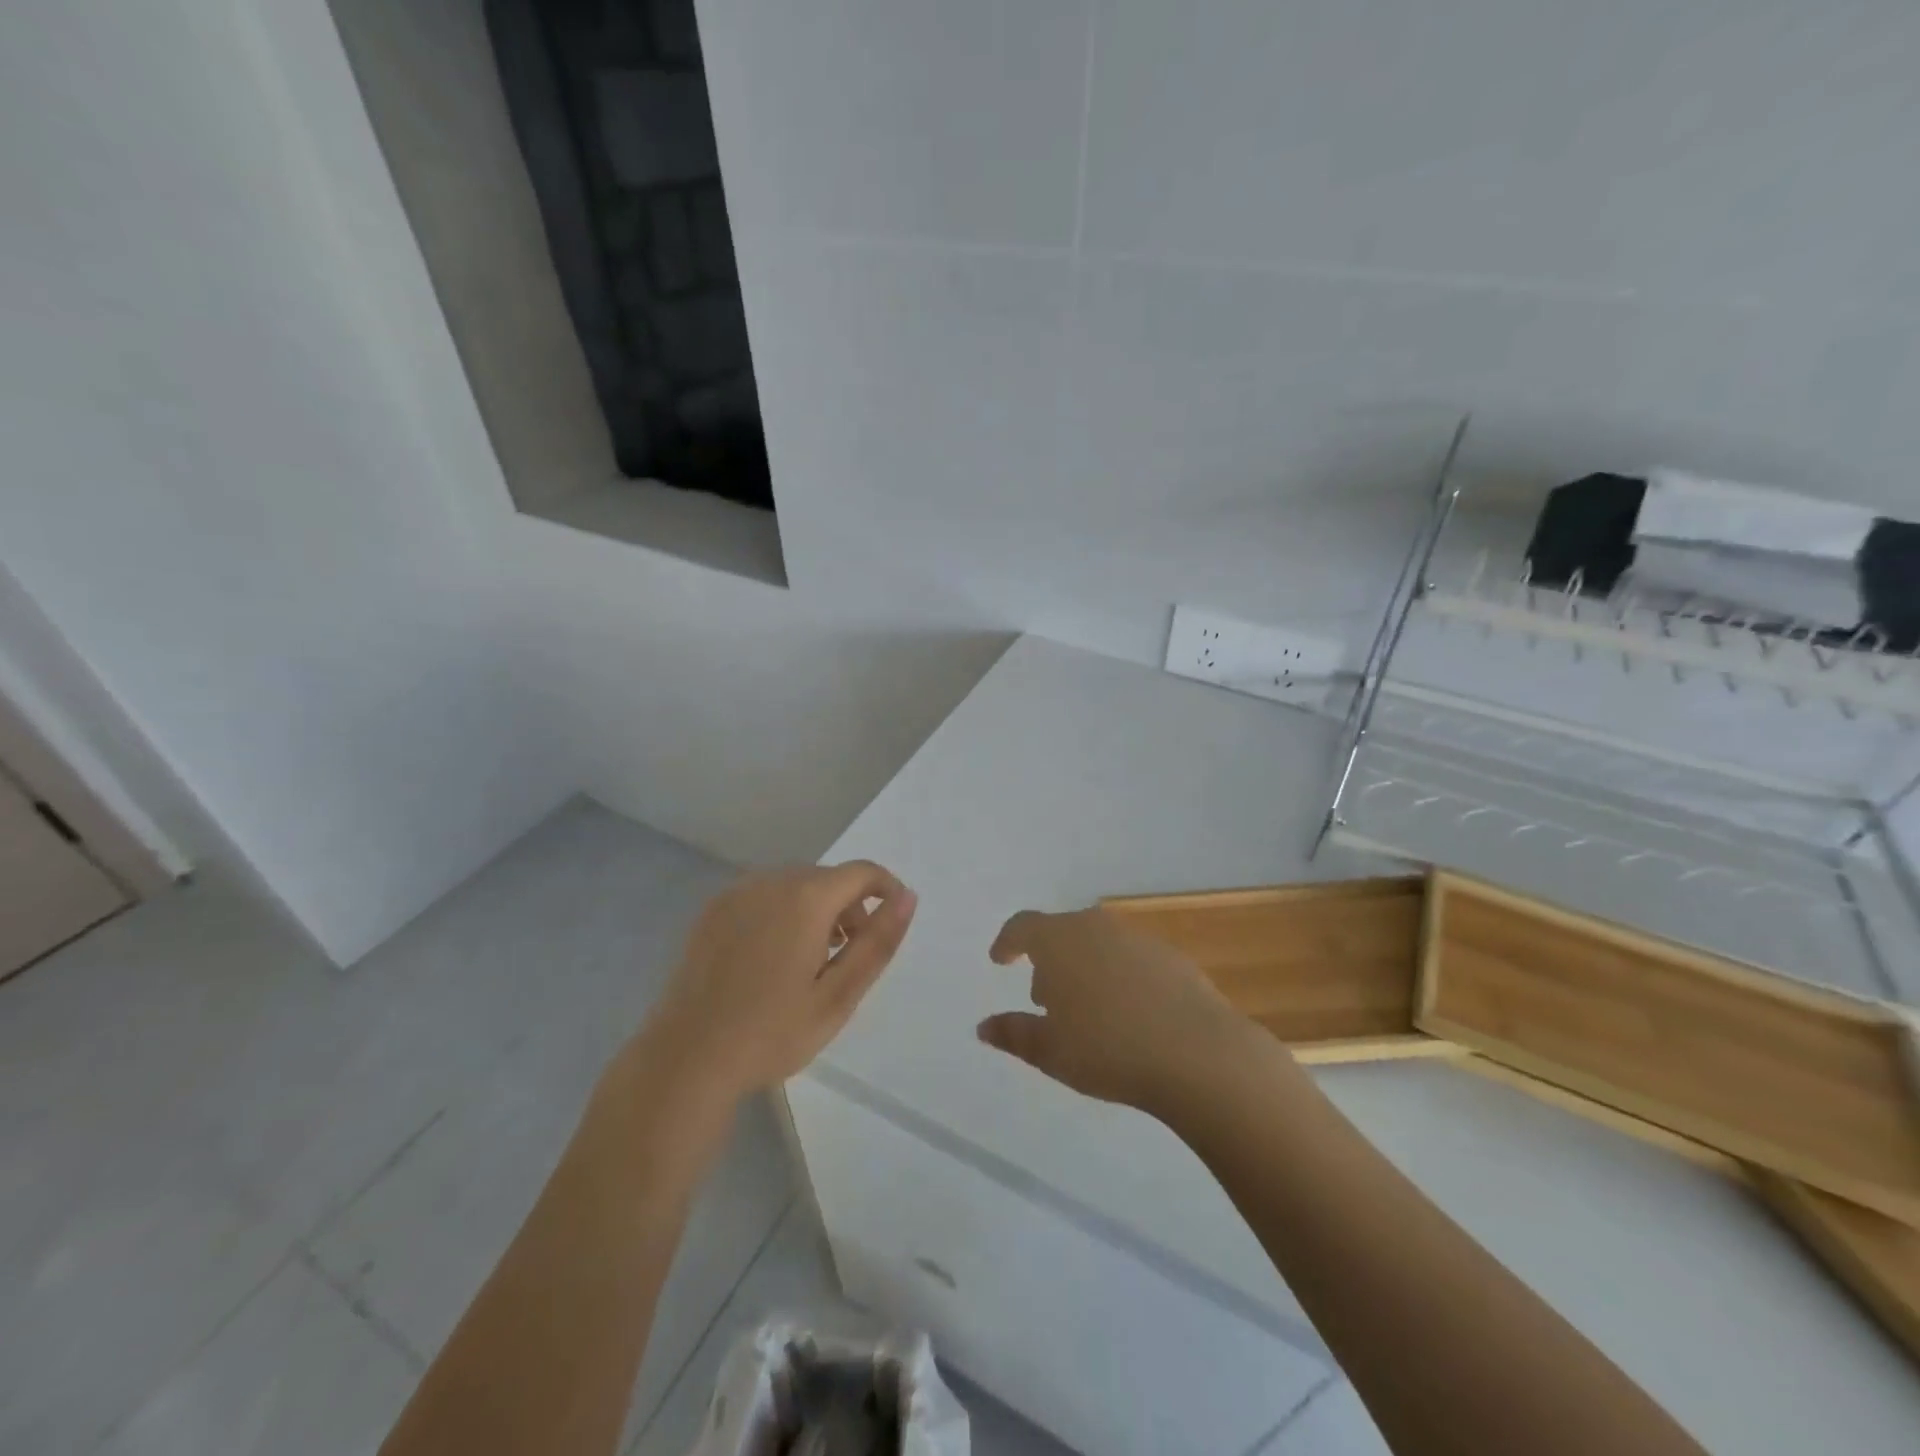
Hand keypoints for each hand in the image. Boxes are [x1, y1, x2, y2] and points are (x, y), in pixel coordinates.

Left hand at [641, 862, 916, 1102]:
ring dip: (816, 911)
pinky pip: (763, 896)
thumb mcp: (838, 995)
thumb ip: (877, 942)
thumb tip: (908, 897)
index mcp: (805, 898)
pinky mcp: (713, 911)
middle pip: (828, 878)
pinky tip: (772, 961)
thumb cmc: (771, 1033)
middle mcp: (770, 881)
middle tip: (847, 960)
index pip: (862, 872)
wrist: (686, 1059)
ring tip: (811, 963)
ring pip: (795, 886)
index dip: (886, 891)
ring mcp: (736, 893)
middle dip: (850, 908)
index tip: (888, 927)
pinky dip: (782, 914)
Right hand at [978, 907, 1258, 1113]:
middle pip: (1061, 934)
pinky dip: (1118, 977)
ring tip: (1087, 1011)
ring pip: (1097, 945)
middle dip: (1048, 961)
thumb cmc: (1108, 1049)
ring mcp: (1137, 939)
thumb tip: (984, 1027)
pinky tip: (1128, 1015)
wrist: (1197, 1053)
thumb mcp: (1050, 1051)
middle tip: (1045, 1000)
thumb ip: (1014, 1034)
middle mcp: (1096, 927)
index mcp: (1059, 940)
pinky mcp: (1171, 957)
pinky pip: (1130, 960)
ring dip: (1084, 969)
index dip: (1007, 941)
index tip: (1000, 960)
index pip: (1023, 926)